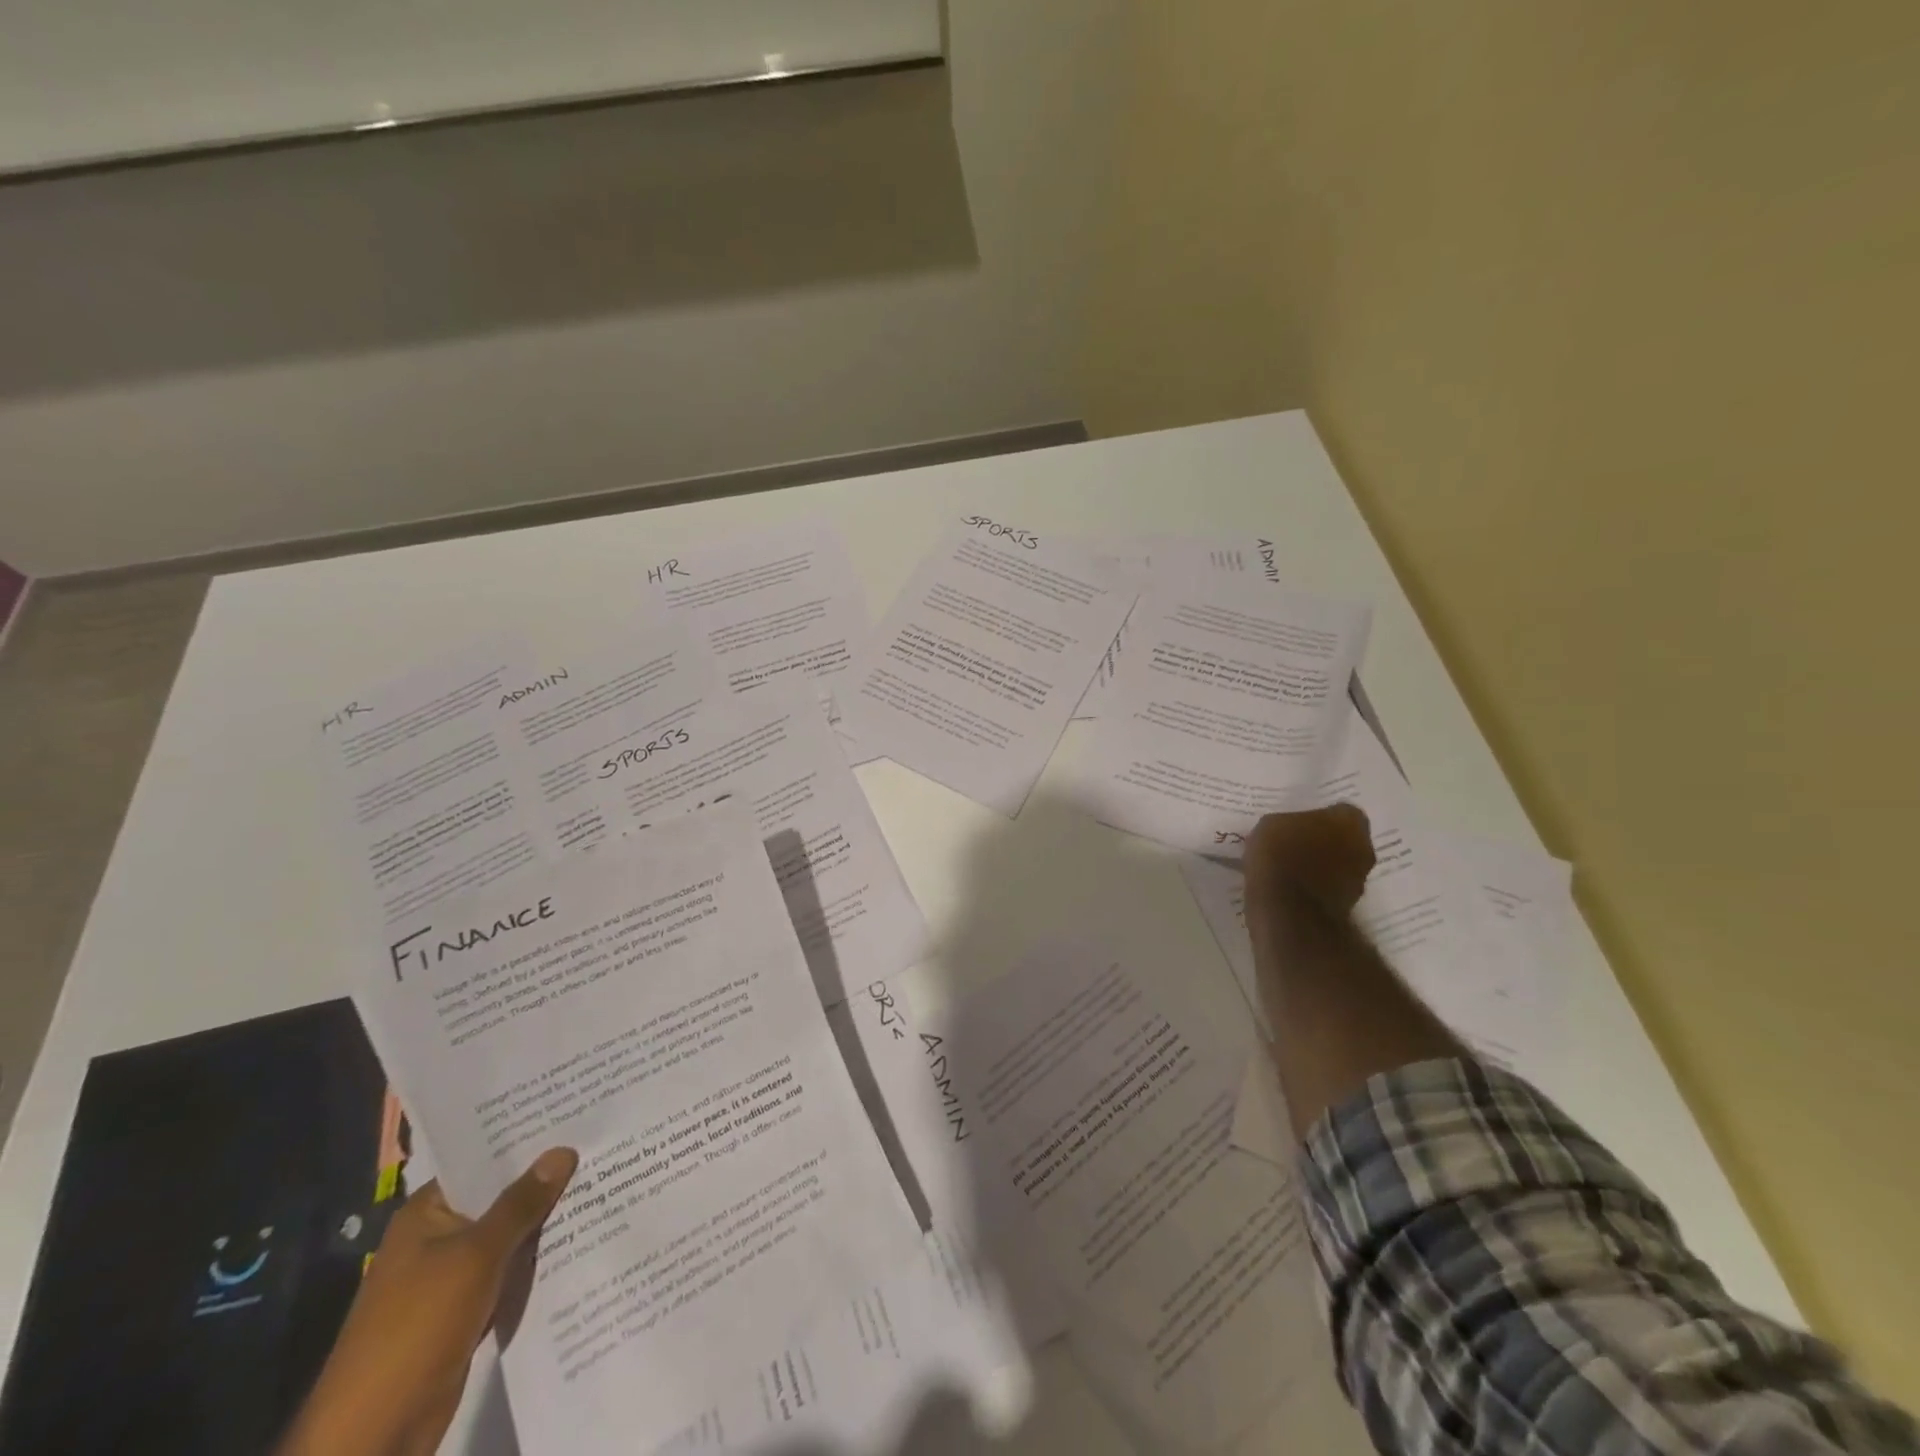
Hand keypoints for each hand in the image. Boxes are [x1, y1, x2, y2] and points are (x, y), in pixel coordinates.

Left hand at [278, 1147, 577, 1455]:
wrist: (373, 1436)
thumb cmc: (416, 1328)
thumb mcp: (475, 1256)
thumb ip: (521, 1204)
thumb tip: (562, 1151)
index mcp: (427, 1213)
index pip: (482, 1160)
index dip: (525, 1140)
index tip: (573, 1116)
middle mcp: (438, 1237)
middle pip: (500, 1196)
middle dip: (545, 1179)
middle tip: (599, 1145)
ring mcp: (451, 1276)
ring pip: (509, 1234)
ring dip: (546, 1220)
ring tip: (603, 1182)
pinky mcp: (467, 1309)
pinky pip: (510, 1270)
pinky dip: (538, 1258)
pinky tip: (581, 1238)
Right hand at [1244, 804, 1374, 919]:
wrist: (1288, 912)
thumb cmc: (1280, 856)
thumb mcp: (1270, 825)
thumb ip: (1289, 824)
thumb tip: (1290, 830)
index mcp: (1350, 821)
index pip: (1340, 811)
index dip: (1319, 816)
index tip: (1299, 823)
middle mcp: (1364, 848)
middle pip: (1344, 839)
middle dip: (1324, 841)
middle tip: (1294, 843)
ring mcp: (1359, 880)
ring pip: (1339, 865)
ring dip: (1321, 866)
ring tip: (1289, 868)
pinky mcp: (1348, 906)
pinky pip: (1329, 888)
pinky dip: (1315, 887)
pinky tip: (1290, 888)